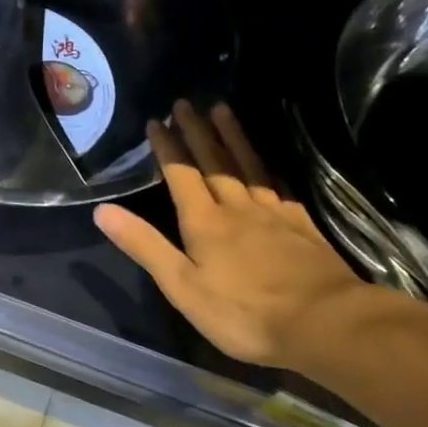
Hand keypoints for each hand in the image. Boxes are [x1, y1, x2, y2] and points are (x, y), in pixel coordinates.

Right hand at [94, 101, 362, 368]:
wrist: (325, 323)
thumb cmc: (244, 313)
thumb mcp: (183, 287)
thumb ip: (145, 246)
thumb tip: (102, 210)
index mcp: (205, 223)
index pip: (181, 176)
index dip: (168, 148)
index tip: (156, 121)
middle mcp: (237, 208)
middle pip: (214, 162)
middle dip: (196, 132)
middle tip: (185, 103)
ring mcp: (274, 214)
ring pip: (247, 166)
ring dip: (232, 137)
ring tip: (222, 110)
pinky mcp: (302, 225)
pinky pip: (278, 185)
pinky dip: (267, 167)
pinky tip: (266, 163)